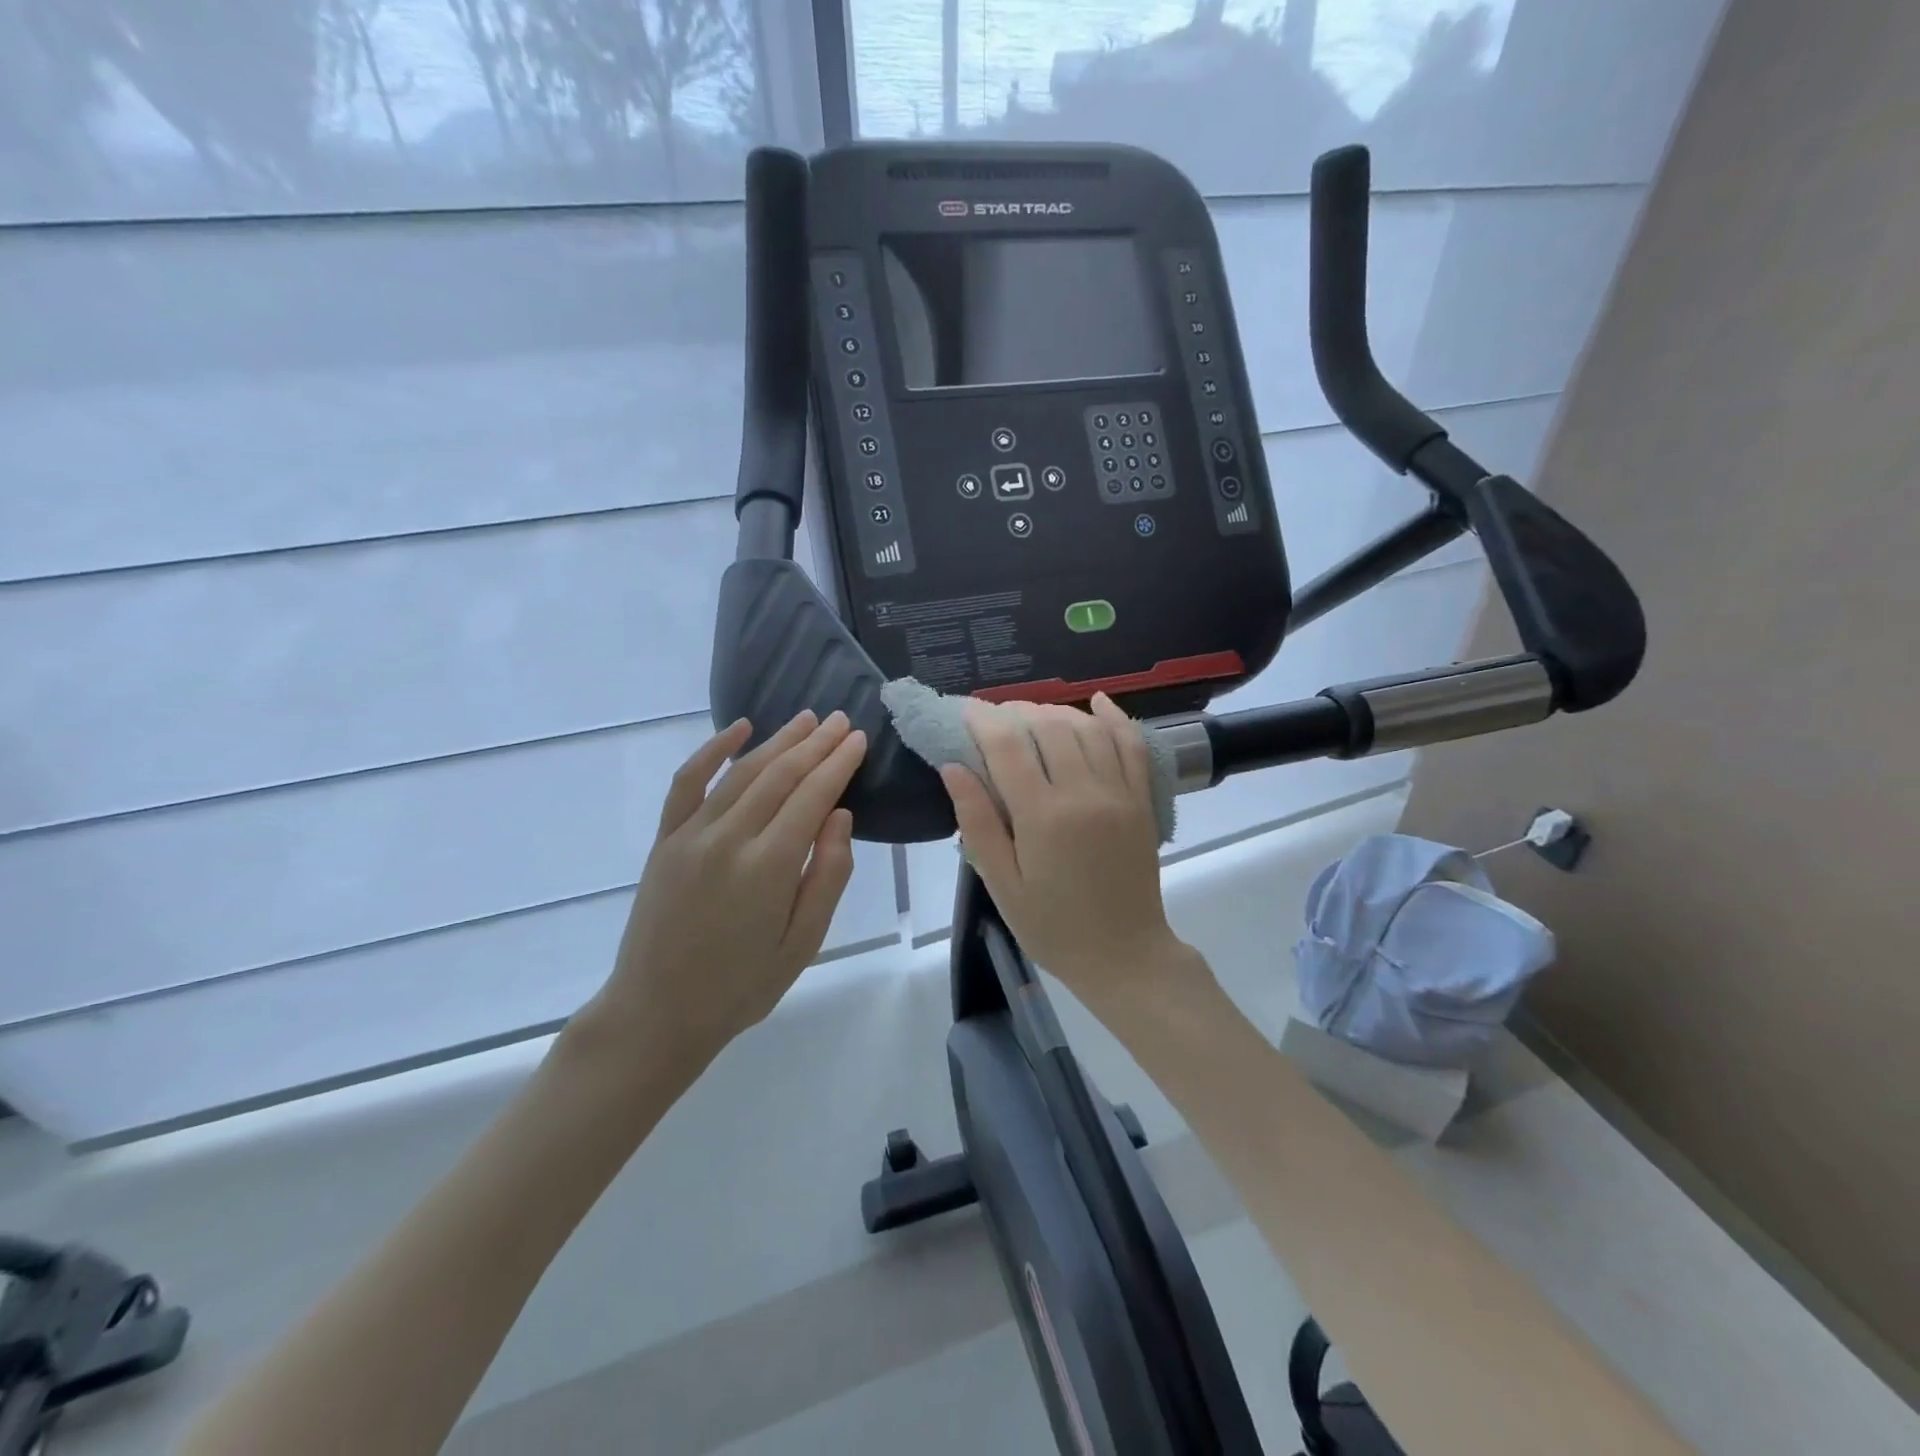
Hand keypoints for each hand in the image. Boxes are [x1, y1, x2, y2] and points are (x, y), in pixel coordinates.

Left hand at [586, 710, 866, 1062]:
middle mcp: (729, 839)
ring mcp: (691, 835)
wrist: (657, 1012)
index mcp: (769, 867)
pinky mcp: (665, 839)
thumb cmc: (742, 986)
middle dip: (815, 744)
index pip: (812, 796)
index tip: (858, 739)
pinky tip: (737, 729)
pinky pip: (688, 782)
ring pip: (742, 772)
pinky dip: (712, 750)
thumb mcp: (803, 943)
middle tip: (841, 720)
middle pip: (780, 775)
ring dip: (778, 741)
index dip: (838, 764)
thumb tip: (840, 815)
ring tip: (806, 720)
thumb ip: (827, 875)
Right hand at [942, 694, 1191, 1004]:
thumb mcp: (1002, 884)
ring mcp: (1119, 792)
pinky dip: (1115, 717)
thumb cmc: (1052, 926)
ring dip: (1056, 711)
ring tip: (1031, 715)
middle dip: (1016, 711)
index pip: (1008, 746)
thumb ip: (977, 822)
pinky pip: (1132, 744)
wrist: (1124, 955)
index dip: (982, 720)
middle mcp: (1084, 792)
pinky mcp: (1142, 800)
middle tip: (994, 718)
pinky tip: (1097, 702)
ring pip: (1087, 728)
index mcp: (1043, 816)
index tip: (963, 712)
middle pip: (1048, 726)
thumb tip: (953, 767)